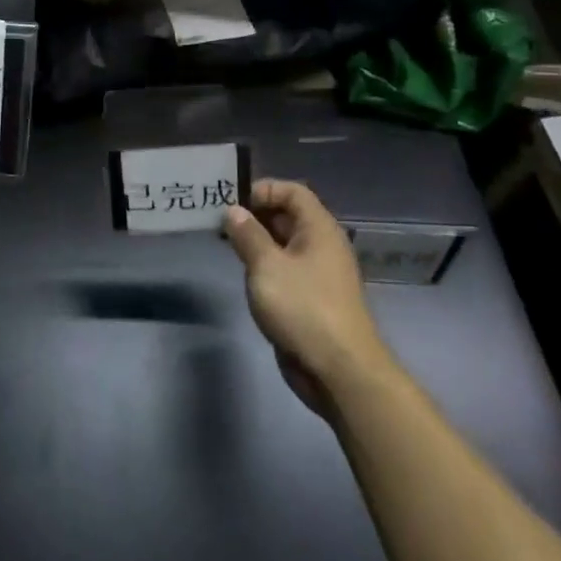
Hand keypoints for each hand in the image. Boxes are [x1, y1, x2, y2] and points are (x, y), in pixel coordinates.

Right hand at [222, 179, 392, 419]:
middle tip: (220, 222)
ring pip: (284, 244)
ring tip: (226, 245)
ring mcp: (318, 274)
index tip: (232, 202)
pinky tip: (244, 274)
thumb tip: (233, 211)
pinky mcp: (311, 298)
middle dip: (255, 215)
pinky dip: (264, 265)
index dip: (263, 190)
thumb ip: (248, 235)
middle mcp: (321, 246)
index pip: (293, 191)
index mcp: (319, 229)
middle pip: (288, 215)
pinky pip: (285, 269)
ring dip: (257, 241)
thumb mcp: (267, 266)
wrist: (340, 370)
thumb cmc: (303, 308)